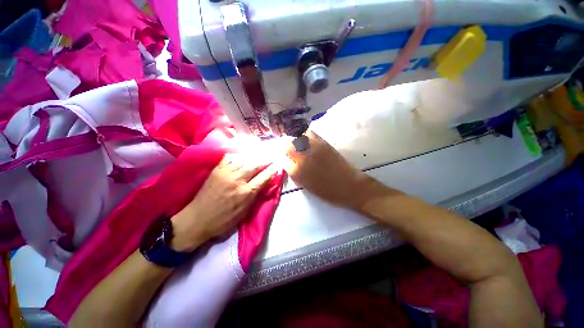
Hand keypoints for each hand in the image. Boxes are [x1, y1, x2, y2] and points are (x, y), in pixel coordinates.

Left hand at [170, 155, 276, 251]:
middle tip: (269, 159)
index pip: (264, 177)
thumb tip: (264, 184)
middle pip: (255, 165)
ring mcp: (226, 173)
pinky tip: (241, 157)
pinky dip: (237, 156)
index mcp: (246, 193)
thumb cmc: (223, 220)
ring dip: (253, 158)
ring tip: (258, 157)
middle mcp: (238, 180)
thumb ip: (255, 196)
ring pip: (244, 160)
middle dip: (265, 161)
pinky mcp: (217, 170)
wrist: (197, 219)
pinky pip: (229, 158)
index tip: (277, 166)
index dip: (272, 171)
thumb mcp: (244, 212)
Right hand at [284, 131, 385, 209]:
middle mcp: (301, 157)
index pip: (281, 158)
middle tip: (287, 147)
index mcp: (296, 171)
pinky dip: (304, 134)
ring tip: (295, 141)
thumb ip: (294, 173)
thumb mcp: (305, 186)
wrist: (348, 186)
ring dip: (293, 138)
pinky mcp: (322, 142)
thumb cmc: (326, 191)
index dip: (281, 156)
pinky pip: (309, 133)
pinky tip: (305, 138)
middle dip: (285, 145)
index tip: (283, 156)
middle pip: (286, 144)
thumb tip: (288, 163)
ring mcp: (312, 148)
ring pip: (296, 136)